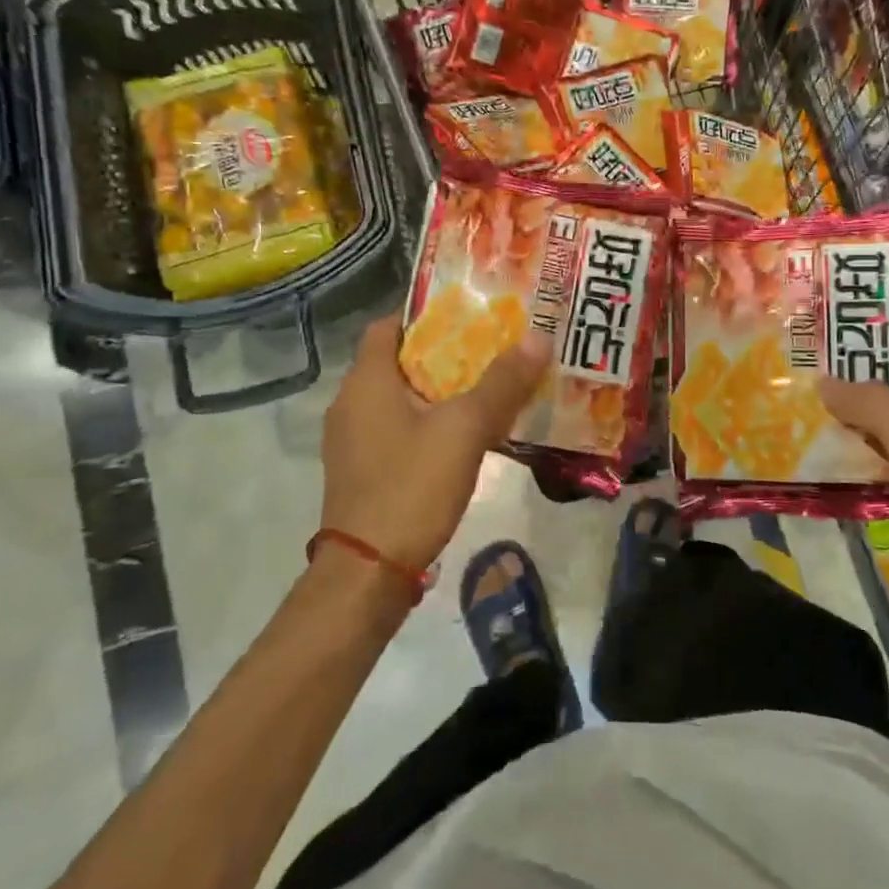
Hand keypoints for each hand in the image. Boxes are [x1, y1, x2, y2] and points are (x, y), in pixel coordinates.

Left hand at [321, 311, 548, 575]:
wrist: (368, 573)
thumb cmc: (411, 488)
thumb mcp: (465, 430)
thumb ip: (502, 383)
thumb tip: (538, 336)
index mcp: (366, 381)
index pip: (389, 325)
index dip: (428, 314)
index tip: (471, 316)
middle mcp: (350, 402)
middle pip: (399, 361)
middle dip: (445, 352)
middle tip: (493, 349)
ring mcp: (352, 440)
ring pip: (400, 398)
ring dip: (439, 390)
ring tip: (487, 388)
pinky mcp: (361, 469)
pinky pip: (397, 428)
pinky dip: (427, 422)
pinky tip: (463, 436)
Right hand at [820, 318, 888, 642]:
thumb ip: (874, 406)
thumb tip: (827, 380)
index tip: (848, 296)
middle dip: (864, 352)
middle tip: (814, 335)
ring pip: (888, 406)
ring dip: (854, 392)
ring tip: (808, 371)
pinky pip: (879, 440)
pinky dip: (854, 429)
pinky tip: (819, 425)